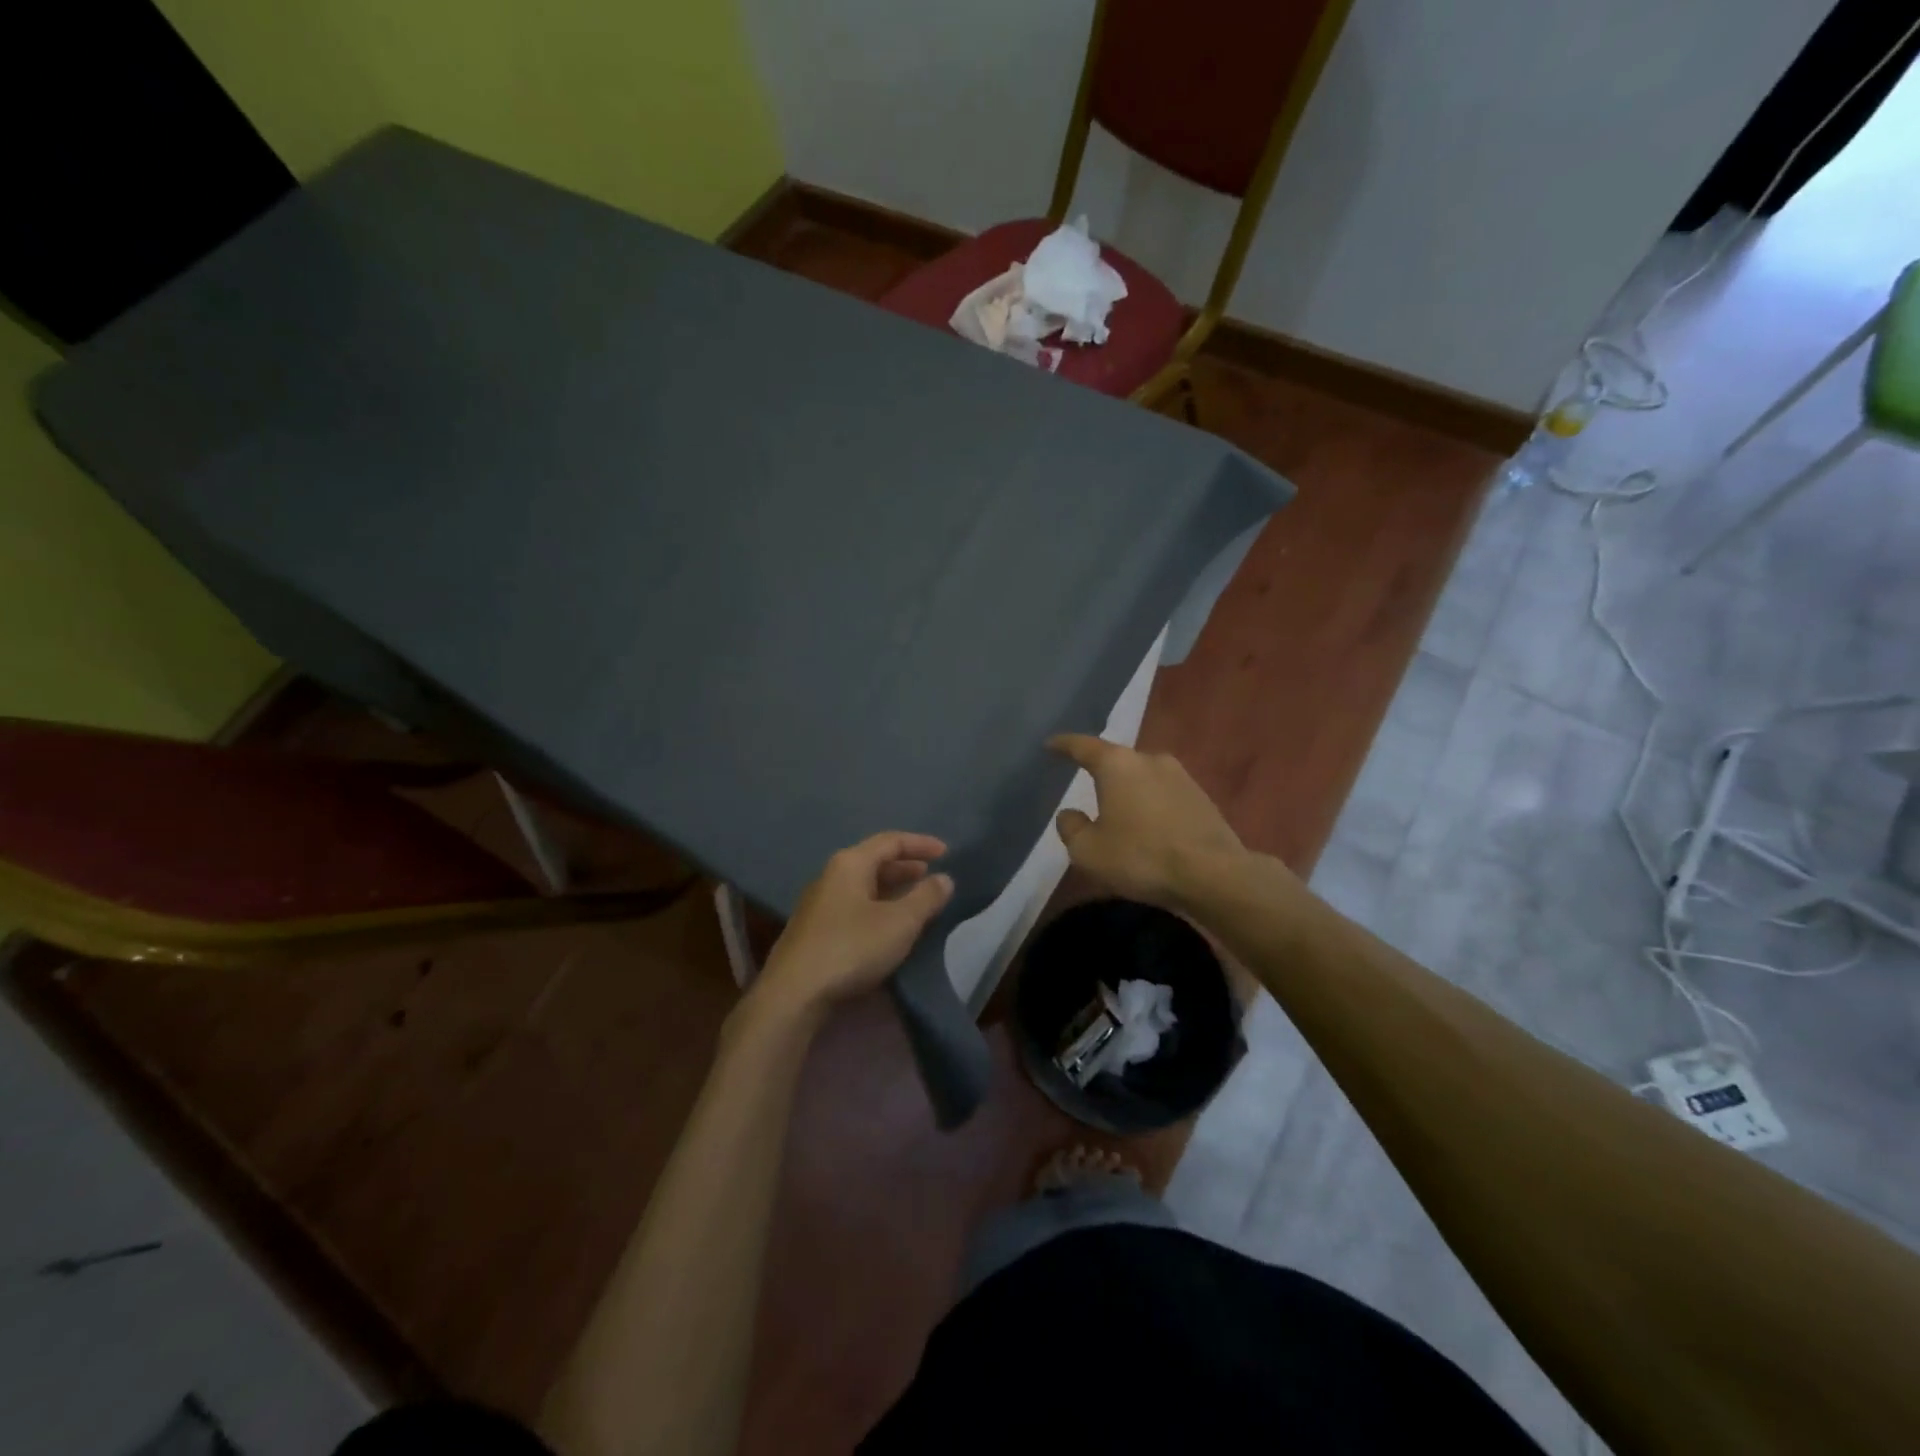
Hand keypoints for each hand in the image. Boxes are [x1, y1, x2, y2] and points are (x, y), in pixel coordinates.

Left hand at [749, 832, 953, 1019]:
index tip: (947, 853)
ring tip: (916, 902)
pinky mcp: (814, 931)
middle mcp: (831, 876)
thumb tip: (944, 878)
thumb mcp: (899, 922)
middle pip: (874, 861)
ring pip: (863, 886)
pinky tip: (889, 928)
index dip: (921, 844)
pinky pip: (854, 907)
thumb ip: (926, 898)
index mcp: (850, 863)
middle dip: (906, 867)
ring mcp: (818, 904)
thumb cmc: (851, 947)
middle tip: (932, 877)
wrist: (794, 994)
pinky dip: (878, 908)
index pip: (891, 841)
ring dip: (892, 890)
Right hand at [1047, 735, 1247, 908]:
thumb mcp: (1088, 851)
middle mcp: (1150, 760)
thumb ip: (1071, 828)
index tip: (1050, 744)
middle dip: (1101, 772)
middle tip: (1086, 784)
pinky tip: (1148, 827)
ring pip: (1143, 777)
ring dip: (1129, 791)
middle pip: (1117, 760)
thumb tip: (1069, 814)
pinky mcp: (1202, 798)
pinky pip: (1164, 795)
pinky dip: (1151, 806)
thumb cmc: (1141, 857)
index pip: (1083, 746)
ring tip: (1118, 811)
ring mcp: (1181, 776)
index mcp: (1117, 765)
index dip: (1063, 745)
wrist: (1214, 875)